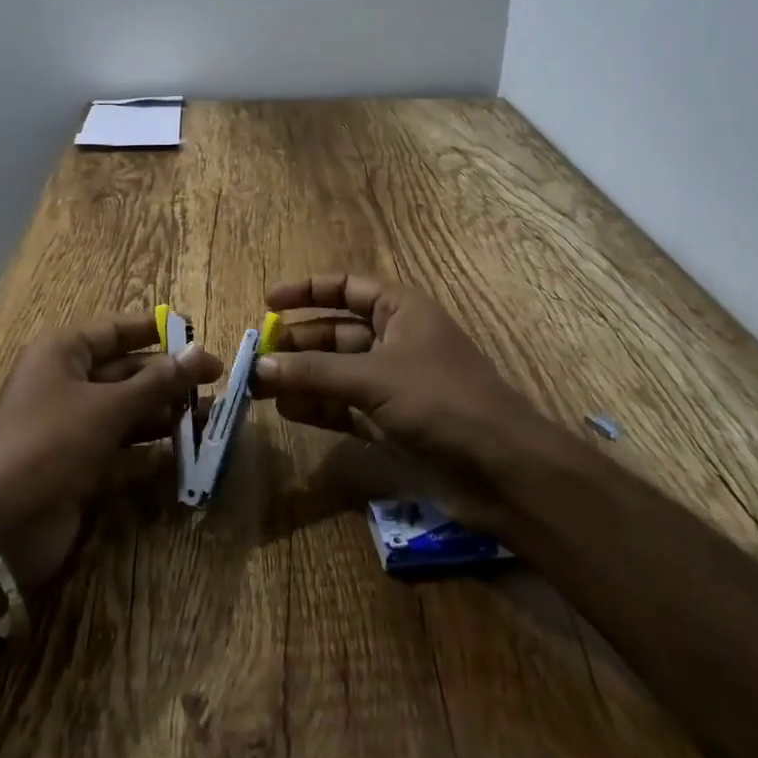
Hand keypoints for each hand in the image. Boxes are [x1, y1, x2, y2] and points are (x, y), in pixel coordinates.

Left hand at [0, 313, 220, 586]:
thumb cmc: (50, 445)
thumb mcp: (107, 408)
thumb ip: (157, 382)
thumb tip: (201, 354)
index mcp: (63, 352)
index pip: (117, 330)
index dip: (157, 330)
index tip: (198, 331)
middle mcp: (67, 381)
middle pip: (127, 369)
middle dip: (169, 375)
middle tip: (217, 381)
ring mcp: (73, 423)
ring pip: (129, 407)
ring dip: (166, 409)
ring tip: (212, 413)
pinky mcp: (81, 461)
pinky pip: (124, 441)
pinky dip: (152, 442)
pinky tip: (186, 445)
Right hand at [253, 274, 541, 527]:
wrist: (502, 469)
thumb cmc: (440, 401)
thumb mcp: (373, 378)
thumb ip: (314, 373)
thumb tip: (260, 366)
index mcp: (400, 310)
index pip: (346, 287)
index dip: (307, 290)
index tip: (268, 301)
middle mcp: (394, 339)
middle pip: (335, 331)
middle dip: (297, 343)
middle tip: (255, 356)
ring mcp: (393, 383)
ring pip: (336, 371)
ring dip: (302, 377)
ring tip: (259, 387)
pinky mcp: (391, 422)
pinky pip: (344, 406)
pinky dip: (317, 407)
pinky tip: (287, 411)